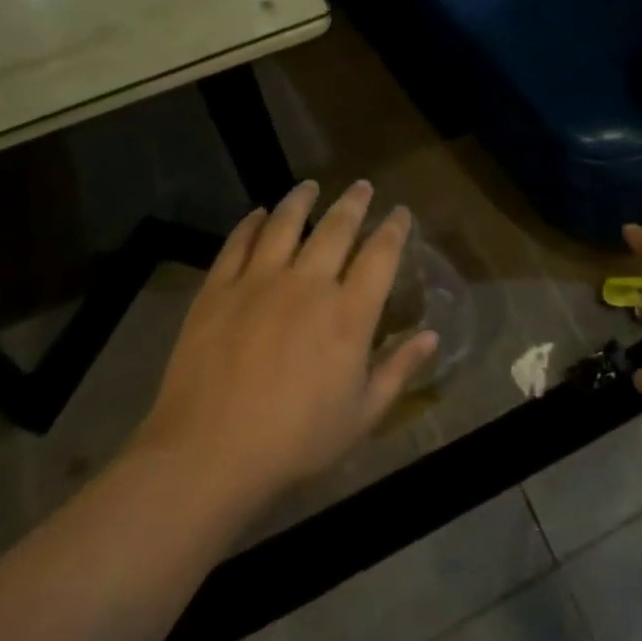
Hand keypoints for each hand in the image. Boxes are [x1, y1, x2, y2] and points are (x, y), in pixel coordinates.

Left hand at [135, 179, 436, 509]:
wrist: (209, 454)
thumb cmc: (295, 442)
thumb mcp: (362, 416)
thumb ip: (398, 370)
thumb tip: (432, 336)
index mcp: (349, 314)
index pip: (381, 255)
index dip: (394, 229)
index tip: (399, 212)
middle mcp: (309, 284)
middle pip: (337, 228)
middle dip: (354, 203)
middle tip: (362, 186)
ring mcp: (260, 282)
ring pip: (286, 224)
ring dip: (302, 200)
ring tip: (310, 186)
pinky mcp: (219, 290)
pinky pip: (238, 244)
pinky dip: (251, 224)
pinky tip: (258, 213)